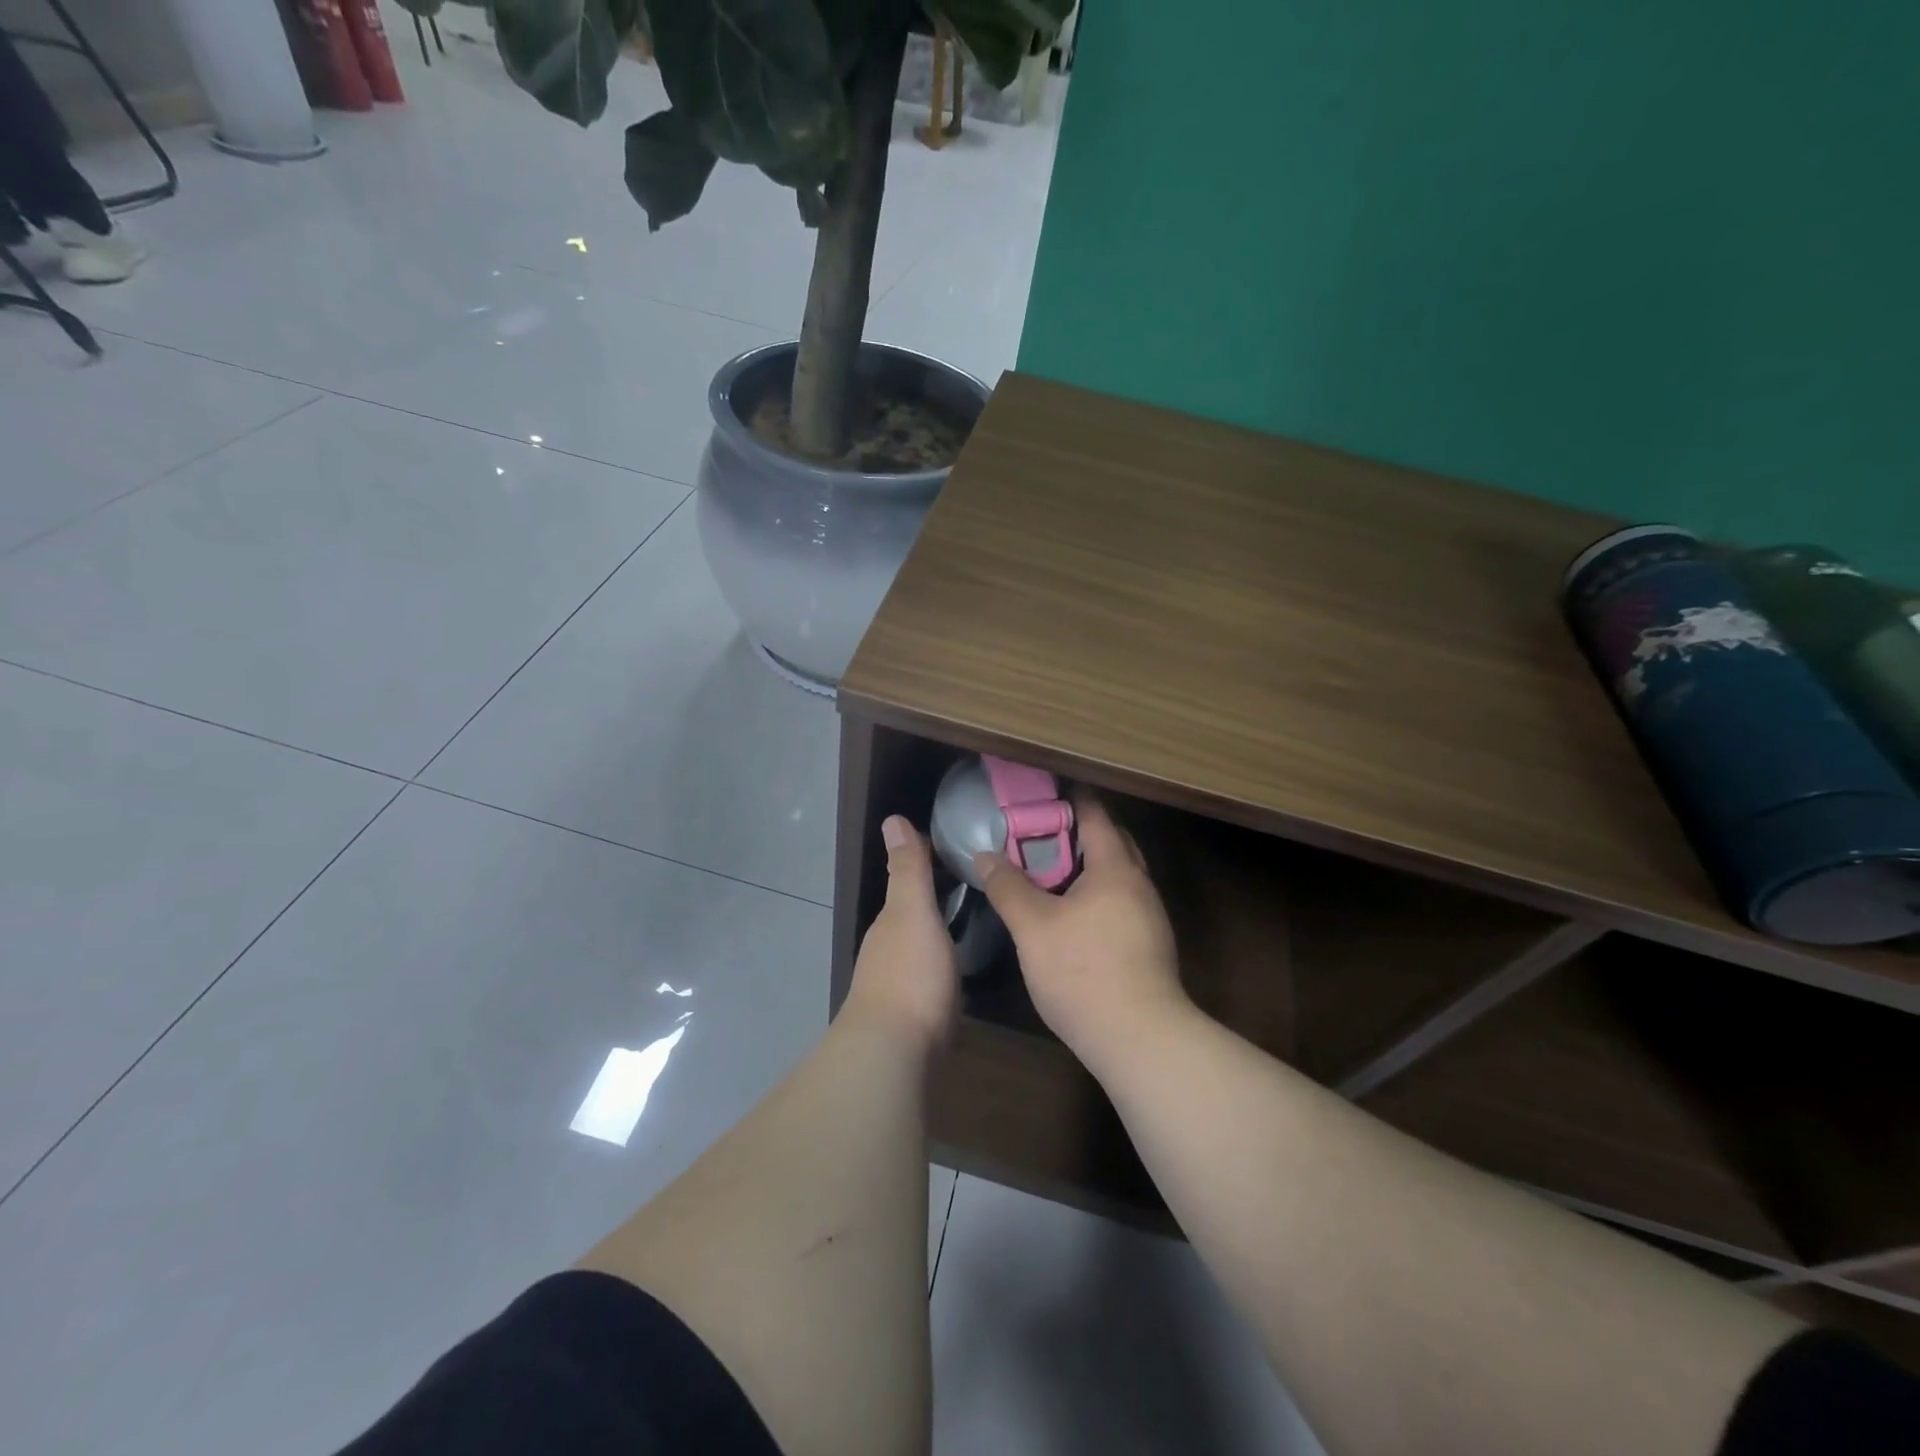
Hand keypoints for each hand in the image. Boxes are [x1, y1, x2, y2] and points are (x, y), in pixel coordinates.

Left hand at [845, 816, 958, 1050]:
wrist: (895, 1052)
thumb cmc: (910, 974)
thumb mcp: (913, 912)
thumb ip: (908, 870)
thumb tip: (893, 818)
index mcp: (892, 921)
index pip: (910, 882)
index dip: (932, 864)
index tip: (963, 852)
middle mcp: (890, 948)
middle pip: (916, 915)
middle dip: (940, 900)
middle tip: (983, 887)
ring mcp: (900, 983)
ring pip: (924, 946)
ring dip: (943, 933)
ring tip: (980, 922)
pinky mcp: (916, 1015)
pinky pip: (933, 976)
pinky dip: (946, 964)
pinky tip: (964, 968)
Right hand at [976, 794, 1187, 1066]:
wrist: (1140, 1040)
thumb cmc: (1083, 972)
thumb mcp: (1033, 927)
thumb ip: (1008, 887)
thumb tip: (985, 856)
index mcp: (1116, 868)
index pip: (1095, 815)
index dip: (1069, 798)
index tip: (1040, 792)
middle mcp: (1139, 885)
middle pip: (1111, 842)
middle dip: (1077, 831)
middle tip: (1037, 831)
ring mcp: (1149, 917)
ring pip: (1116, 875)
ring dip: (1085, 866)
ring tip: (1046, 871)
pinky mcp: (1148, 946)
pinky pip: (1119, 902)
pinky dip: (1094, 894)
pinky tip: (1069, 914)